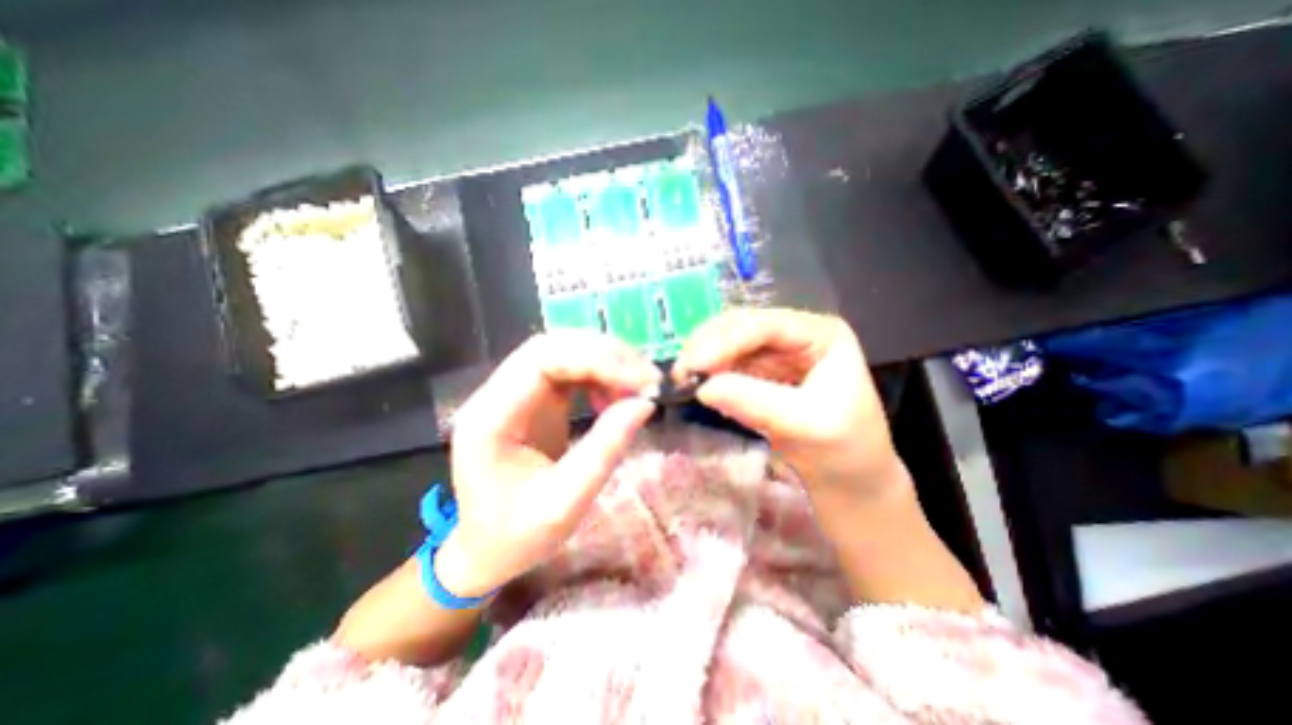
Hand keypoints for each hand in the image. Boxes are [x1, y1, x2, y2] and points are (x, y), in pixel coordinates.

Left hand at [437, 332, 659, 596]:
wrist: (485, 550)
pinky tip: (614, 396)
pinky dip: (598, 375)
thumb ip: (605, 449)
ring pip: (562, 352)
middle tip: (647, 378)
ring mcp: (513, 393)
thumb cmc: (516, 536)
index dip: (595, 360)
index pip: (542, 360)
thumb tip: (645, 403)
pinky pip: (568, 370)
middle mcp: (495, 394)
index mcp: (491, 417)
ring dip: (604, 361)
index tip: (640, 381)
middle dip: (605, 355)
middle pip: (553, 347)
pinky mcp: (531, 399)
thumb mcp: (566, 503)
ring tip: (637, 385)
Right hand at [678, 306, 905, 503]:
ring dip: (704, 358)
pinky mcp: (761, 374)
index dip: (727, 340)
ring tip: (683, 379)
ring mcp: (776, 354)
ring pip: (730, 343)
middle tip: (681, 372)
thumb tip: (703, 388)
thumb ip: (757, 403)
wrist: (850, 482)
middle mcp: (796, 336)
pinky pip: (728, 366)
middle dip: (709, 345)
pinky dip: (711, 373)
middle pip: (743, 327)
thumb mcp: (808, 426)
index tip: (695, 363)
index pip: (767, 326)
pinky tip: (698, 386)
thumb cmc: (845, 451)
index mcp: (822, 335)